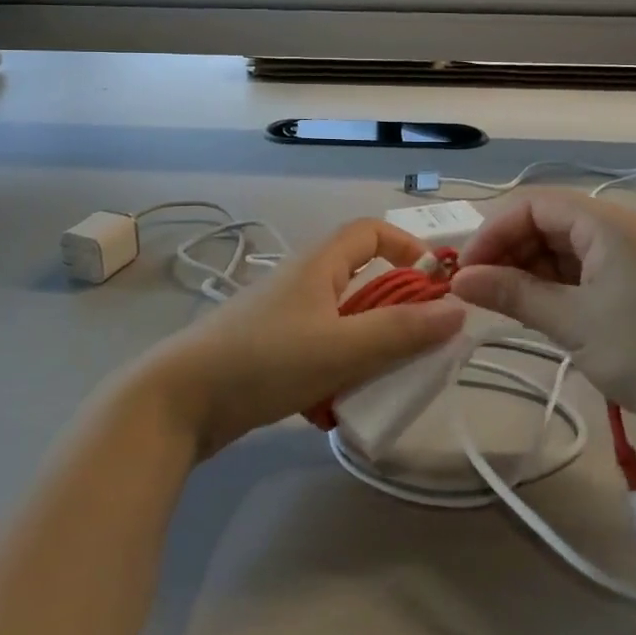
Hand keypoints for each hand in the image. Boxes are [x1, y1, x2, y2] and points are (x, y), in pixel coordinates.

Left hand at [135, 221, 465, 459]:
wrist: (177, 401)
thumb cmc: (263, 361)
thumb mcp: (341, 347)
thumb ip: (402, 331)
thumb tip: (458, 310)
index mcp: (318, 264)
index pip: (370, 231)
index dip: (407, 247)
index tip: (435, 284)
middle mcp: (301, 281)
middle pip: (360, 279)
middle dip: (395, 309)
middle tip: (418, 346)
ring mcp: (281, 317)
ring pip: (342, 320)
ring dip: (368, 345)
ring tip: (383, 381)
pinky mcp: (267, 351)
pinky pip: (319, 349)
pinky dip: (338, 369)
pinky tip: (339, 402)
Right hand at [451, 193, 635, 446]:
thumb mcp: (574, 324)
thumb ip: (513, 294)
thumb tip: (459, 280)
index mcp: (605, 223)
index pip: (532, 205)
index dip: (493, 233)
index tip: (466, 273)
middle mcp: (618, 227)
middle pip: (546, 222)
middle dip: (508, 251)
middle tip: (479, 292)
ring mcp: (631, 254)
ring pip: (563, 247)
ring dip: (529, 270)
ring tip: (503, 305)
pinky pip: (583, 269)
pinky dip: (555, 284)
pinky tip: (538, 309)